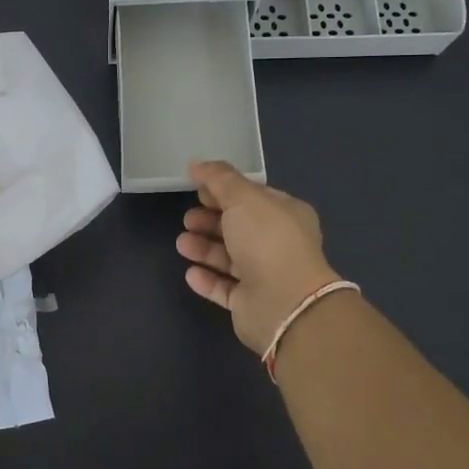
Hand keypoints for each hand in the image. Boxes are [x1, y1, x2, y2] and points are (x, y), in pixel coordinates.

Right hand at [176, 160, 338, 355]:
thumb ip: (219, 179)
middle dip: (211, 220)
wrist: (284, 304)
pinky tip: (190, 272)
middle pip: (239, 227)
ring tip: (182, 244)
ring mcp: (266, 275)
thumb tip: (197, 163)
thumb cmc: (267, 241)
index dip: (224, 190)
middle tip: (187, 219)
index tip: (197, 188)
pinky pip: (225, 288)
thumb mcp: (243, 198)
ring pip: (230, 258)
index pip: (253, 197)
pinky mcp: (251, 304)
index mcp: (285, 214)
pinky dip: (207, 279)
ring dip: (204, 249)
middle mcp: (278, 244)